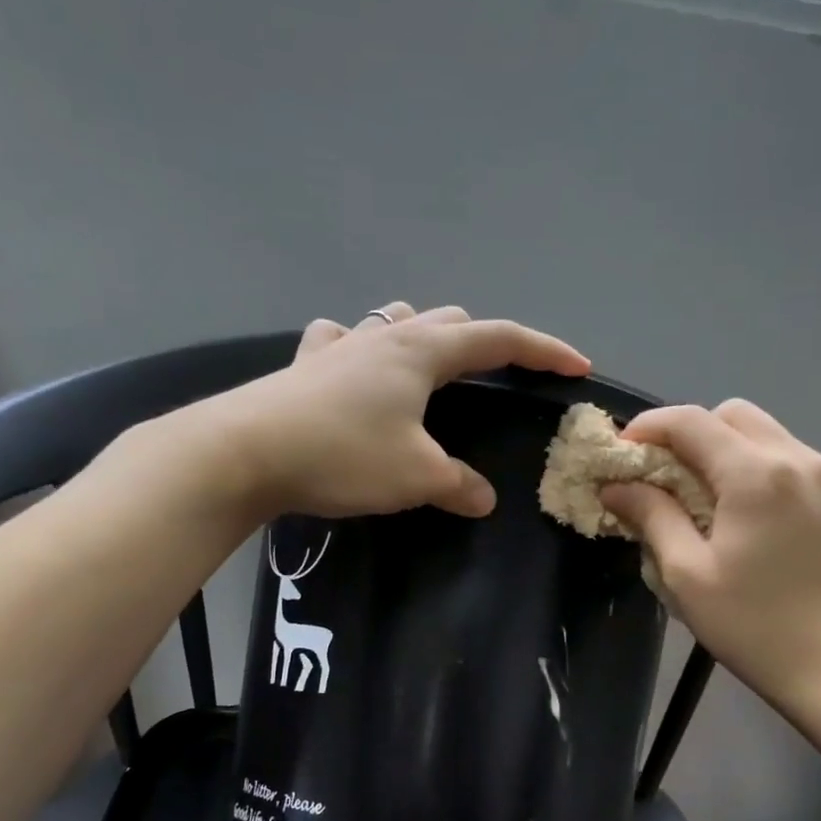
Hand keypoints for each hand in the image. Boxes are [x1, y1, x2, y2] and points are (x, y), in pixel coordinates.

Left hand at [215, 302, 589, 519]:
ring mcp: (340, 345)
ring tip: (432, 363)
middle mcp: (385, 337)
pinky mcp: (304, 365)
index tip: (577, 365)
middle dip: (485, 342)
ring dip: (424, 334)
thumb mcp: (414, 476)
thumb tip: (483, 499)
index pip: (500, 340)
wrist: (243, 453)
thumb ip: (457, 485)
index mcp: (423, 352)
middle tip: (500, 376)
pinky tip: (352, 366)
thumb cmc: (342, 455)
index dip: (544, 351)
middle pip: (450, 320)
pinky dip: (359, 347)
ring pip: (396, 320)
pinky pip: (341, 340)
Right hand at [602, 401, 820, 727]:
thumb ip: (651, 516)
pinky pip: (786, 458)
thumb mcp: (687, 575)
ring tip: (696, 494)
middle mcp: (795, 458)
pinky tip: (739, 511)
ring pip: (762, 432)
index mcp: (755, 474)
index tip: (619, 455)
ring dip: (721, 447)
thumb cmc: (755, 626)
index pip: (690, 421)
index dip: (647, 428)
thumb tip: (617, 485)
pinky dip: (752, 465)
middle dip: (687, 433)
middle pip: (730, 414)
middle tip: (659, 476)